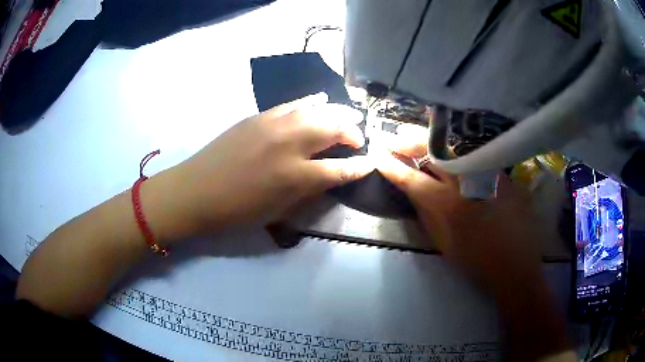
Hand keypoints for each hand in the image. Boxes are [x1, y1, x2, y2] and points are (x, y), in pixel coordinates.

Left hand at [149, 93, 373, 239]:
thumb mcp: (279, 210)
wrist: (197, 190)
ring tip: (347, 116)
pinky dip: (311, 102)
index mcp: (296, 176)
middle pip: (334, 128)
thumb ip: (309, 190)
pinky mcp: (259, 116)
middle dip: (353, 132)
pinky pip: (293, 104)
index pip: (340, 168)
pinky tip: (319, 100)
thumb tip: (330, 175)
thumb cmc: (238, 209)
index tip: (370, 162)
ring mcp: (274, 124)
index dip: (359, 166)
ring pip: (317, 110)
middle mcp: (290, 144)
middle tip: (358, 139)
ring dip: (337, 113)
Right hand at [378, 125, 543, 293]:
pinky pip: (473, 154)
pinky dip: (455, 148)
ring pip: (453, 148)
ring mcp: (486, 174)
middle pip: (433, 153)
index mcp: (449, 205)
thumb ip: (426, 215)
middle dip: (410, 142)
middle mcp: (467, 182)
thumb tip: (412, 191)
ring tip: (414, 134)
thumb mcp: (444, 244)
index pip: (413, 179)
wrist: (515, 264)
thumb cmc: (476, 261)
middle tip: (394, 137)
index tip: (378, 156)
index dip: (393, 167)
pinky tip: (447, 147)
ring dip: (431, 140)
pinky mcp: (500, 173)